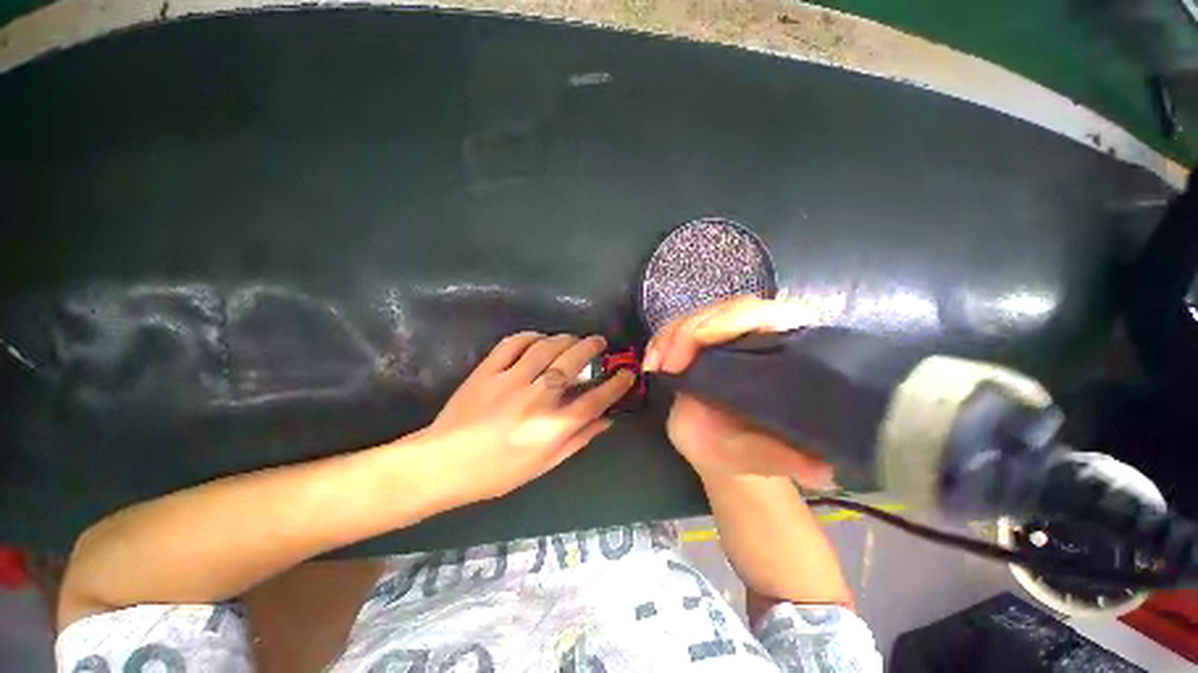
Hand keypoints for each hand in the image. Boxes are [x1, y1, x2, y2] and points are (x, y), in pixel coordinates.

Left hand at [427, 332, 634, 501]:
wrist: (444, 464)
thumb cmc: (498, 472)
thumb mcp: (544, 464)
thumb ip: (578, 440)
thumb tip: (607, 421)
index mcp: (551, 428)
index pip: (595, 401)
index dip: (616, 385)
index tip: (627, 373)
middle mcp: (536, 400)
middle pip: (572, 364)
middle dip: (591, 348)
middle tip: (599, 342)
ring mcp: (510, 381)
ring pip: (546, 348)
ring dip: (565, 339)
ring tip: (573, 339)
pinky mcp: (487, 371)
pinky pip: (513, 344)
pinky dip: (530, 336)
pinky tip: (539, 338)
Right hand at [643, 296, 832, 486]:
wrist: (719, 449)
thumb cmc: (746, 451)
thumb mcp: (764, 457)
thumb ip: (787, 459)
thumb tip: (823, 472)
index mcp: (785, 351)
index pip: (764, 314)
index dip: (728, 321)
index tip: (696, 348)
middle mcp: (759, 334)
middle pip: (724, 310)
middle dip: (688, 332)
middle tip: (667, 366)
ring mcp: (727, 336)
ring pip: (696, 316)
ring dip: (669, 336)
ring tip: (655, 366)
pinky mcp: (701, 342)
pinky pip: (677, 328)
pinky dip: (660, 341)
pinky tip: (651, 363)